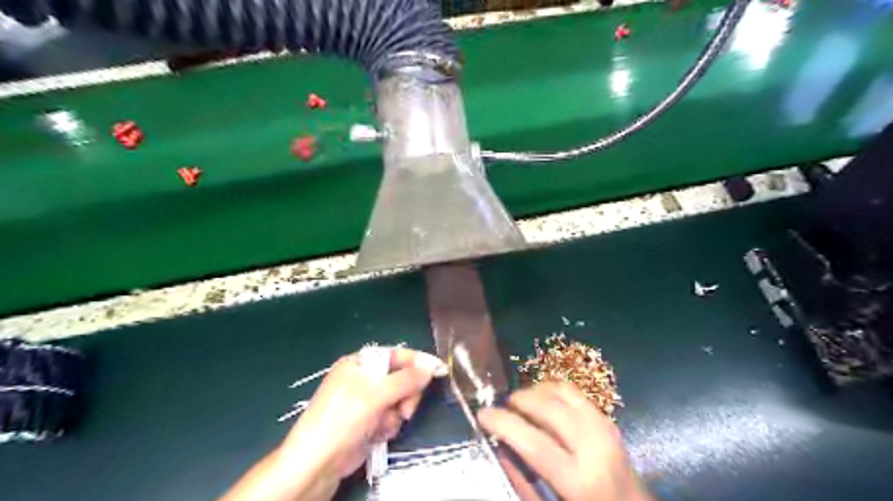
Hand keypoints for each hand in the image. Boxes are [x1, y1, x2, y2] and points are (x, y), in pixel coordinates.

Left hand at [280, 347, 446, 478]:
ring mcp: (365, 401)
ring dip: (396, 414)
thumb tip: (430, 366)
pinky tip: (377, 434)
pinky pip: (390, 417)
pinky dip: (388, 426)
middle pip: (400, 378)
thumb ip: (406, 379)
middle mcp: (363, 379)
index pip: (395, 355)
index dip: (417, 361)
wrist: (318, 462)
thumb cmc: (344, 418)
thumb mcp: (376, 394)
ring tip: (383, 425)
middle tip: (405, 409)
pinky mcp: (367, 421)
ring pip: (398, 400)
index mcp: (360, 363)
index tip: (439, 369)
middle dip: (406, 395)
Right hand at [482, 381, 649, 500]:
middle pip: (549, 408)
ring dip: (536, 391)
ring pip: (563, 392)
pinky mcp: (608, 420)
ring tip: (520, 402)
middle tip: (502, 406)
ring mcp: (605, 428)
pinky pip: (575, 393)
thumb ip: (524, 481)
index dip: (504, 423)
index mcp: (580, 481)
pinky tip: (542, 400)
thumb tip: (500, 446)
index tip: (482, 414)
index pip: (534, 442)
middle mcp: (594, 447)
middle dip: (519, 400)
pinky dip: (553, 390)